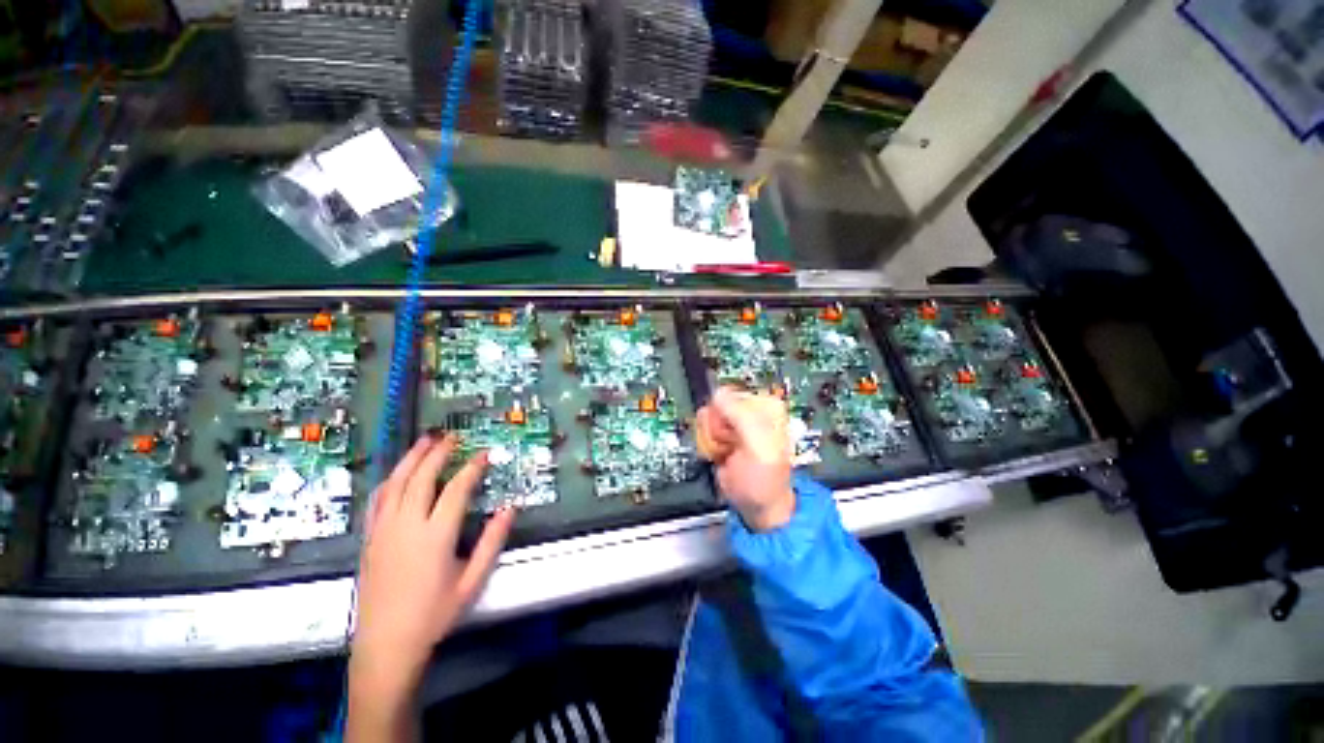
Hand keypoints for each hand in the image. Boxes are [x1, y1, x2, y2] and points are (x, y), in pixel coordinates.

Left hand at [348, 435, 514, 740]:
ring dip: (411, 459)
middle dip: (438, 454)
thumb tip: (510, 508)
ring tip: (425, 441)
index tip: (485, 454)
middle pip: (422, 478)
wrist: (386, 646)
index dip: (472, 468)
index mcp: (435, 536)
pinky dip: (390, 481)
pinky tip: (397, 474)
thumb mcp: (472, 581)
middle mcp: (406, 526)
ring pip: (395, 484)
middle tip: (452, 437)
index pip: (456, 489)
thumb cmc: (434, 615)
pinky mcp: (370, 540)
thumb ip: (492, 542)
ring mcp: (383, 531)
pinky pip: (377, 501)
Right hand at [695, 387, 795, 531]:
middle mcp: (749, 409)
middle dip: (719, 430)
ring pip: (706, 418)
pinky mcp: (720, 433)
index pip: (729, 395)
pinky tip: (722, 454)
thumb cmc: (764, 480)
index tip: (737, 435)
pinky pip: (702, 429)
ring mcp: (733, 421)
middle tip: (733, 446)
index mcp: (766, 405)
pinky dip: (708, 445)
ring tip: (729, 452)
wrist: (756, 505)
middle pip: (714, 406)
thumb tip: (718, 394)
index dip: (727, 417)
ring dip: (713, 439)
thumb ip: (739, 416)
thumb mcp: (758, 445)